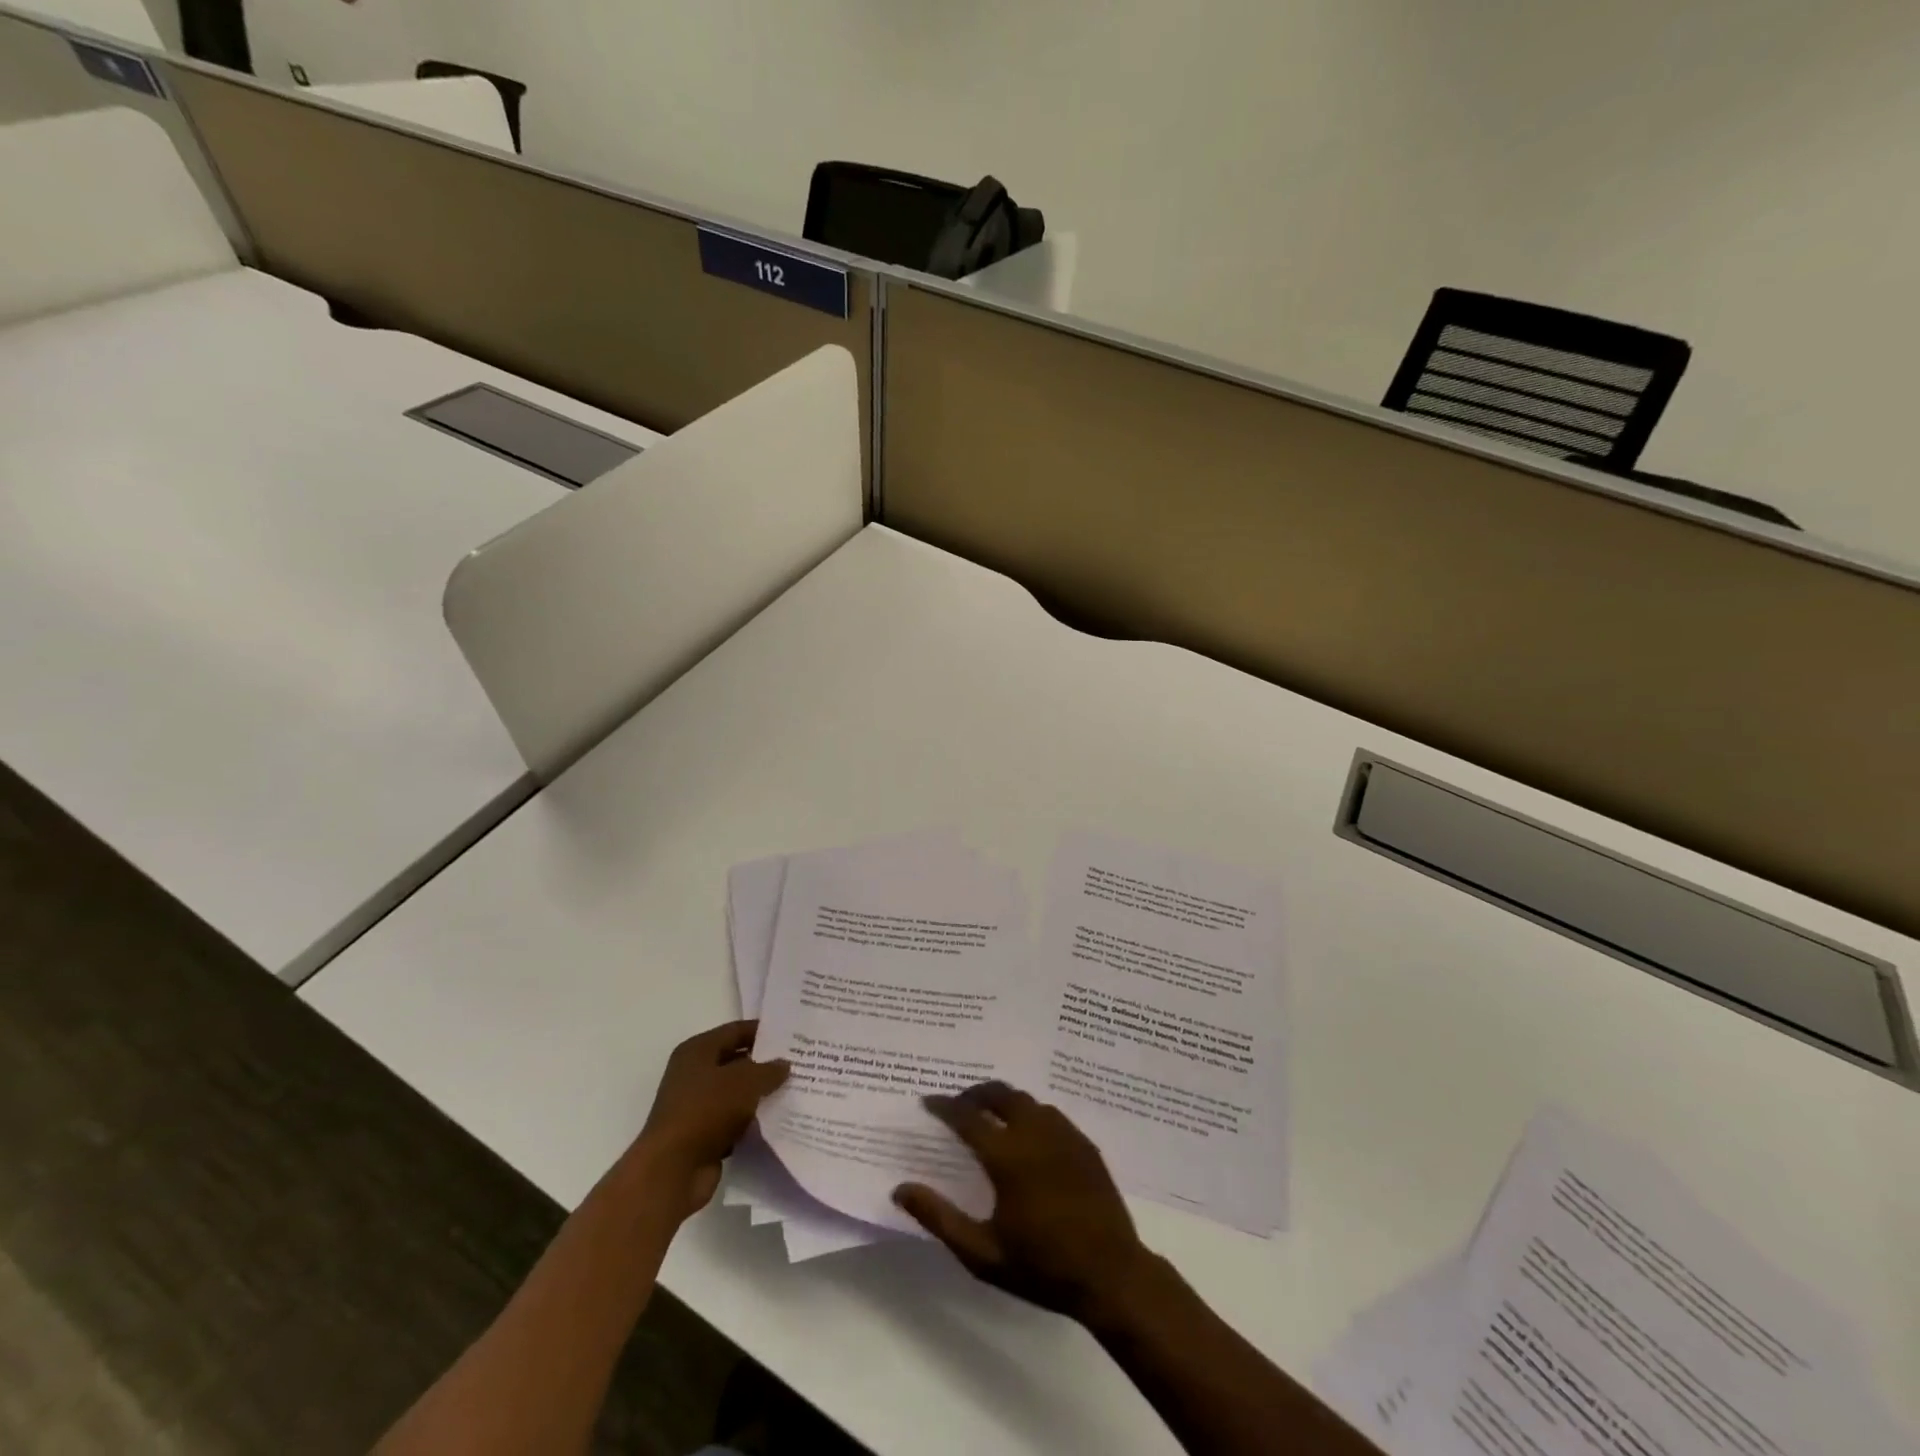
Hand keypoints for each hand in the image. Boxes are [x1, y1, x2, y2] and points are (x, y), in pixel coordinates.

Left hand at [635, 1021, 788, 1219]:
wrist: (672, 1171)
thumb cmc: (706, 1111)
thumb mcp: (745, 1081)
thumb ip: (768, 1070)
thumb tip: (783, 1064)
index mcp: (697, 1051)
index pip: (735, 1031)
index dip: (763, 1031)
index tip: (791, 1035)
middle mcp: (693, 1074)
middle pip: (736, 1062)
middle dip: (765, 1064)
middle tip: (798, 1063)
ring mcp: (696, 1107)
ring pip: (736, 1094)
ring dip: (760, 1096)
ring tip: (794, 1091)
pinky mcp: (703, 1135)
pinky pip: (734, 1121)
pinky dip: (752, 1122)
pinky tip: (777, 1121)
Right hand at [892, 1082, 1152, 1323]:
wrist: (1110, 1275)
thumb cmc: (1041, 1267)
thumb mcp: (982, 1254)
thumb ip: (939, 1218)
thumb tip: (900, 1189)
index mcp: (1007, 1156)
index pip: (967, 1116)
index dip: (944, 1106)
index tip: (928, 1101)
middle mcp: (1035, 1133)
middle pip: (1000, 1094)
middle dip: (975, 1093)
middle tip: (958, 1104)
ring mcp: (1064, 1134)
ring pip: (1027, 1100)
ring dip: (1003, 1100)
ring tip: (989, 1115)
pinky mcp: (1084, 1143)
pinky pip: (1051, 1114)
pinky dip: (1030, 1112)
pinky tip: (1028, 1132)